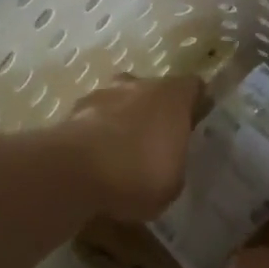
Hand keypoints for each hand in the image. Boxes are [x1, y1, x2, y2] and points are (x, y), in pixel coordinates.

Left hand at [67, 75, 201, 221]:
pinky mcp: (73, 111)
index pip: (193, 87)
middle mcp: (139, 85)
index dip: (195, 104)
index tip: (194, 125)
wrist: (76, 172)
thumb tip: (168, 160)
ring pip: (119, 102)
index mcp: (173, 95)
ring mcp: (103, 93)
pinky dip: (95, 135)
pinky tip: (94, 163)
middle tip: (156, 143)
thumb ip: (175, 162)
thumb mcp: (174, 182)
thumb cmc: (139, 173)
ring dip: (122, 121)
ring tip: (120, 155)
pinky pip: (92, 121)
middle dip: (154, 111)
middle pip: (153, 91)